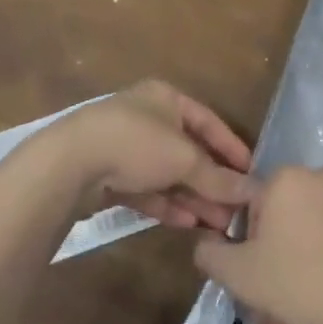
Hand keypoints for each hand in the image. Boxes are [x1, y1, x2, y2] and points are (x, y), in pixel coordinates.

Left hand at [24, 81, 254, 232]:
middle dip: (212, 181)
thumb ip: (218, 177)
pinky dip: (167, 204)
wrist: (69, 164)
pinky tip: (188, 223)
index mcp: (166, 99)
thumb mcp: (184, 159)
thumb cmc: (137, 144)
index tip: (251, 173)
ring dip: (193, 197)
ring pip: (167, 174)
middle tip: (235, 209)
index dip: (231, 147)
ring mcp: (125, 147)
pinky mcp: (108, 176)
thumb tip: (252, 191)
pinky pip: (146, 189)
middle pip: (188, 151)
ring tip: (218, 224)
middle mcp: (147, 118)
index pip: (209, 121)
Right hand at [193, 166, 322, 323]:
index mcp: (288, 178)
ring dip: (301, 274)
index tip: (252, 280)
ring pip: (315, 238)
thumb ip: (210, 252)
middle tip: (272, 315)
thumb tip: (206, 242)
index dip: (248, 246)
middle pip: (287, 224)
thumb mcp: (237, 273)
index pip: (254, 207)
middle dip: (275, 268)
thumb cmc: (296, 283)